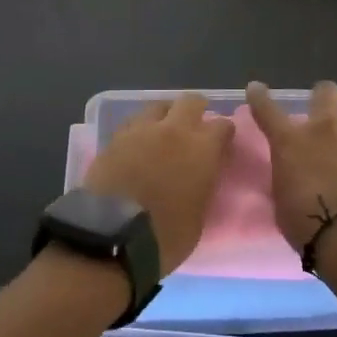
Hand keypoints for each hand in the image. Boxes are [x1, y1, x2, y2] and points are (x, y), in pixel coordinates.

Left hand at [84, 94, 234, 274]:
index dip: (223, 134)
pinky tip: (137, 144)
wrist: (112, 235)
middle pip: (191, 102)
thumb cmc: (165, 235)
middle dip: (196, 110)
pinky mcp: (114, 138)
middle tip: (194, 127)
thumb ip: (203, 187)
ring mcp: (141, 130)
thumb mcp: (199, 217)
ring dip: (164, 116)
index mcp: (202, 149)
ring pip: (157, 106)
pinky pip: (132, 124)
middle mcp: (174, 130)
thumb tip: (200, 178)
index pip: (223, 125)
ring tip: (162, 133)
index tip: (222, 144)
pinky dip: (139, 130)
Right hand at [247, 80, 336, 250]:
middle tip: (325, 111)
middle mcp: (329, 128)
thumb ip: (289, 177)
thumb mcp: (283, 200)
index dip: (260, 98)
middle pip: (325, 91)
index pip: (268, 110)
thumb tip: (295, 174)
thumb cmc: (309, 225)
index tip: (256, 89)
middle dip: (324, 97)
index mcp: (292, 142)